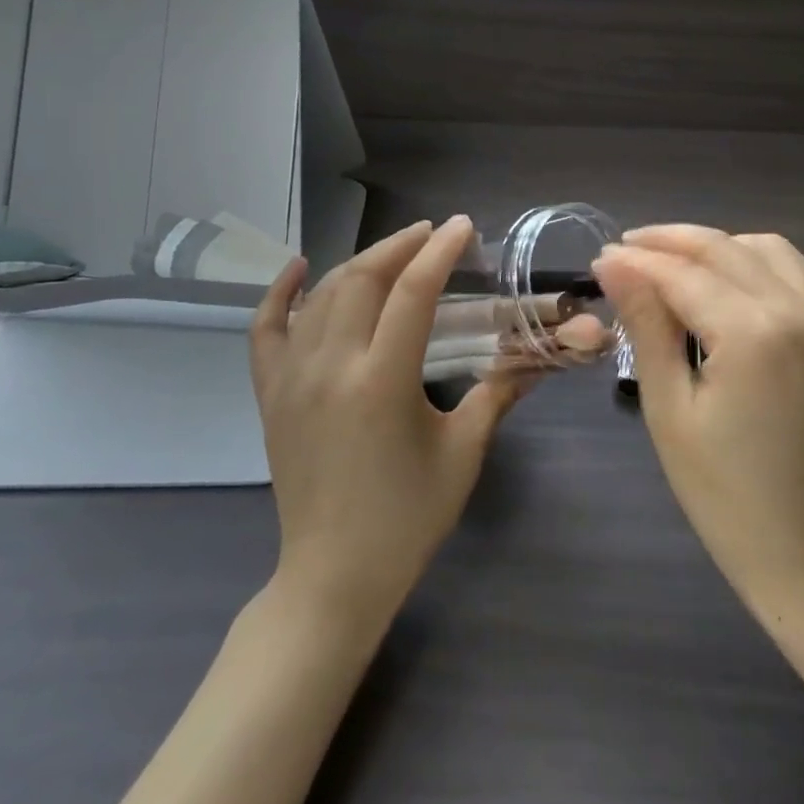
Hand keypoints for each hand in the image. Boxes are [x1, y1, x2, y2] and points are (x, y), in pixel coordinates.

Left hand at [250, 217, 527, 620]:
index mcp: (382, 381)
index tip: (462, 227)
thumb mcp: (463, 453)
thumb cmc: (407, 517)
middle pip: (362, 279)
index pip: (413, 293)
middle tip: (431, 235)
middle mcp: (331, 367)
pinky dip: (279, 294)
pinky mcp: (270, 395)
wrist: (333, 576)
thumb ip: (498, 394)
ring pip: (320, 296)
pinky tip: (298, 268)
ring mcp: (292, 379)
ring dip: (358, 263)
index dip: (440, 252)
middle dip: (399, 246)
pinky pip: (265, 330)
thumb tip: (538, 357)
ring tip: (392, 252)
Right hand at [593, 226, 803, 608]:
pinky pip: (796, 273)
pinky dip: (754, 263)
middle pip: (724, 249)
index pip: (683, 273)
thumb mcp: (669, 407)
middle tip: (626, 250)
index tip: (600, 258)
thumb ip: (646, 324)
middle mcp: (801, 311)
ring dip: (714, 246)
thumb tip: (613, 263)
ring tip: (671, 264)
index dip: (637, 261)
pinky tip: (724, 283)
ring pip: (765, 248)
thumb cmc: (723, 492)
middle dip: (670, 241)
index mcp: (755, 334)